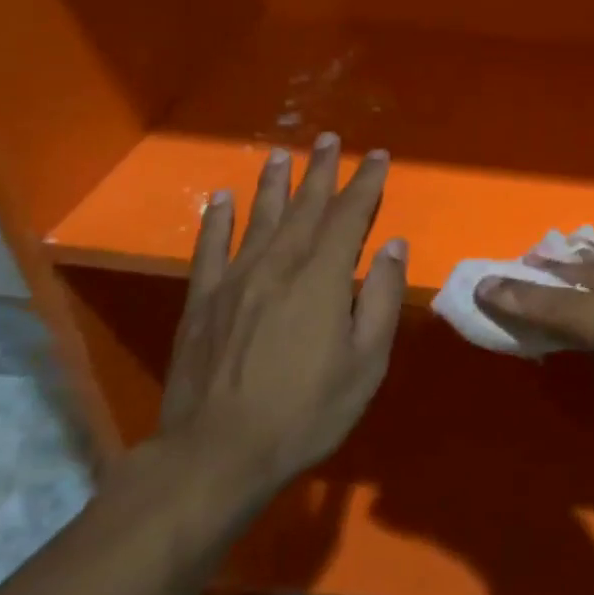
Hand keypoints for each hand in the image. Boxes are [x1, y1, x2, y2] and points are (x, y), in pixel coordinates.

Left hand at [159, 136, 404, 506]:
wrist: (216, 455)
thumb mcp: (366, 362)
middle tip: (330, 139)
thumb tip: (391, 246)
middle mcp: (277, 266)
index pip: (349, 217)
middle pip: (304, 208)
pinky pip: (209, 249)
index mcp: (321, 279)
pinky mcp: (202, 302)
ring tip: (283, 153)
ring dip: (274, 184)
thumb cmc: (306, 411)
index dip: (365, 184)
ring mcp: (234, 281)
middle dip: (322, 171)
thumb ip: (379, 298)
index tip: (377, 156)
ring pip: (259, 219)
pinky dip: (217, 220)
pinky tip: (221, 198)